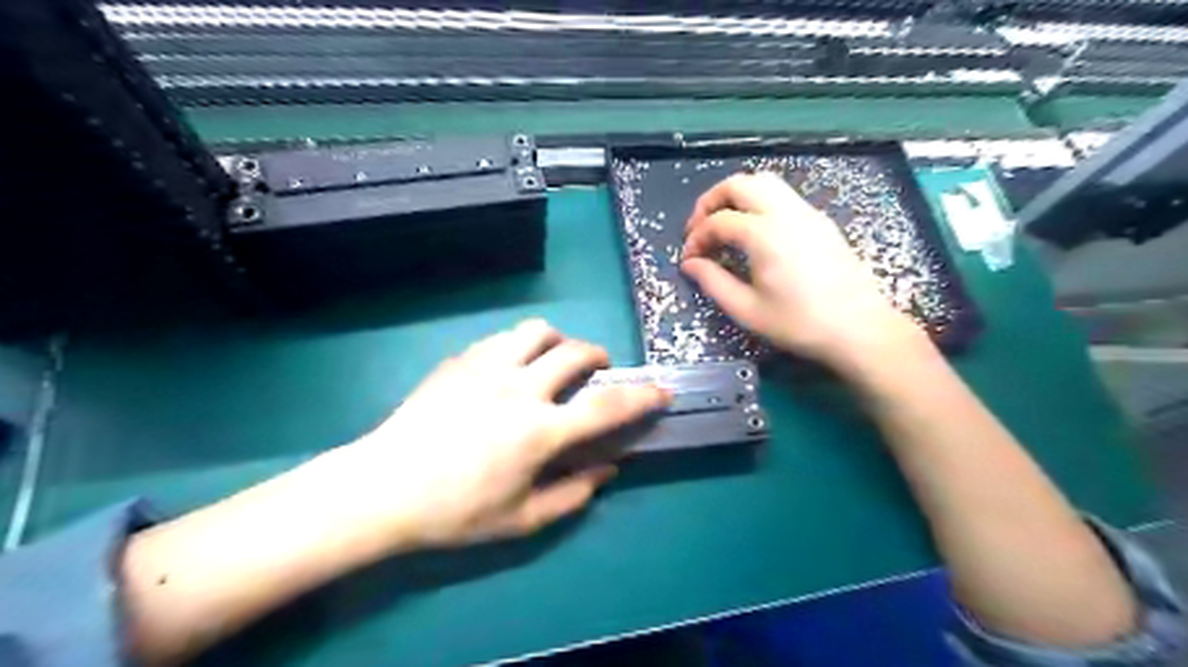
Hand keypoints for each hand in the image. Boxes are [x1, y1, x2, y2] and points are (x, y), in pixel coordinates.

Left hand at [315, 321, 665, 549]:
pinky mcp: (459, 361)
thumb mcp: (521, 520)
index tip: (662, 390)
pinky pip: (500, 339)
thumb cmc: (454, 513)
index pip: (606, 407)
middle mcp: (519, 388)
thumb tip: (609, 470)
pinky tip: (508, 369)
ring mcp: (485, 368)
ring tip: (552, 360)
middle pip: (574, 352)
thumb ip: (573, 494)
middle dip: (597, 356)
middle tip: (597, 371)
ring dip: (557, 341)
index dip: (642, 397)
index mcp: (539, 431)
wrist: (382, 489)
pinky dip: (518, 347)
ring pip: (536, 331)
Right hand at [683, 172, 920, 368]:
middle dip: (711, 201)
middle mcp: (785, 212)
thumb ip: (713, 282)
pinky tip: (755, 232)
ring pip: (764, 183)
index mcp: (764, 234)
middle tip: (700, 228)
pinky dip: (759, 203)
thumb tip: (690, 264)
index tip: (688, 259)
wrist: (859, 328)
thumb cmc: (799, 323)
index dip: (696, 237)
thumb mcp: (747, 310)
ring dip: (737, 196)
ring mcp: (807, 213)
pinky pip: (783, 196)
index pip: (718, 221)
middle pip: (740, 184)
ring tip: (724, 224)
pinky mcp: (821, 221)